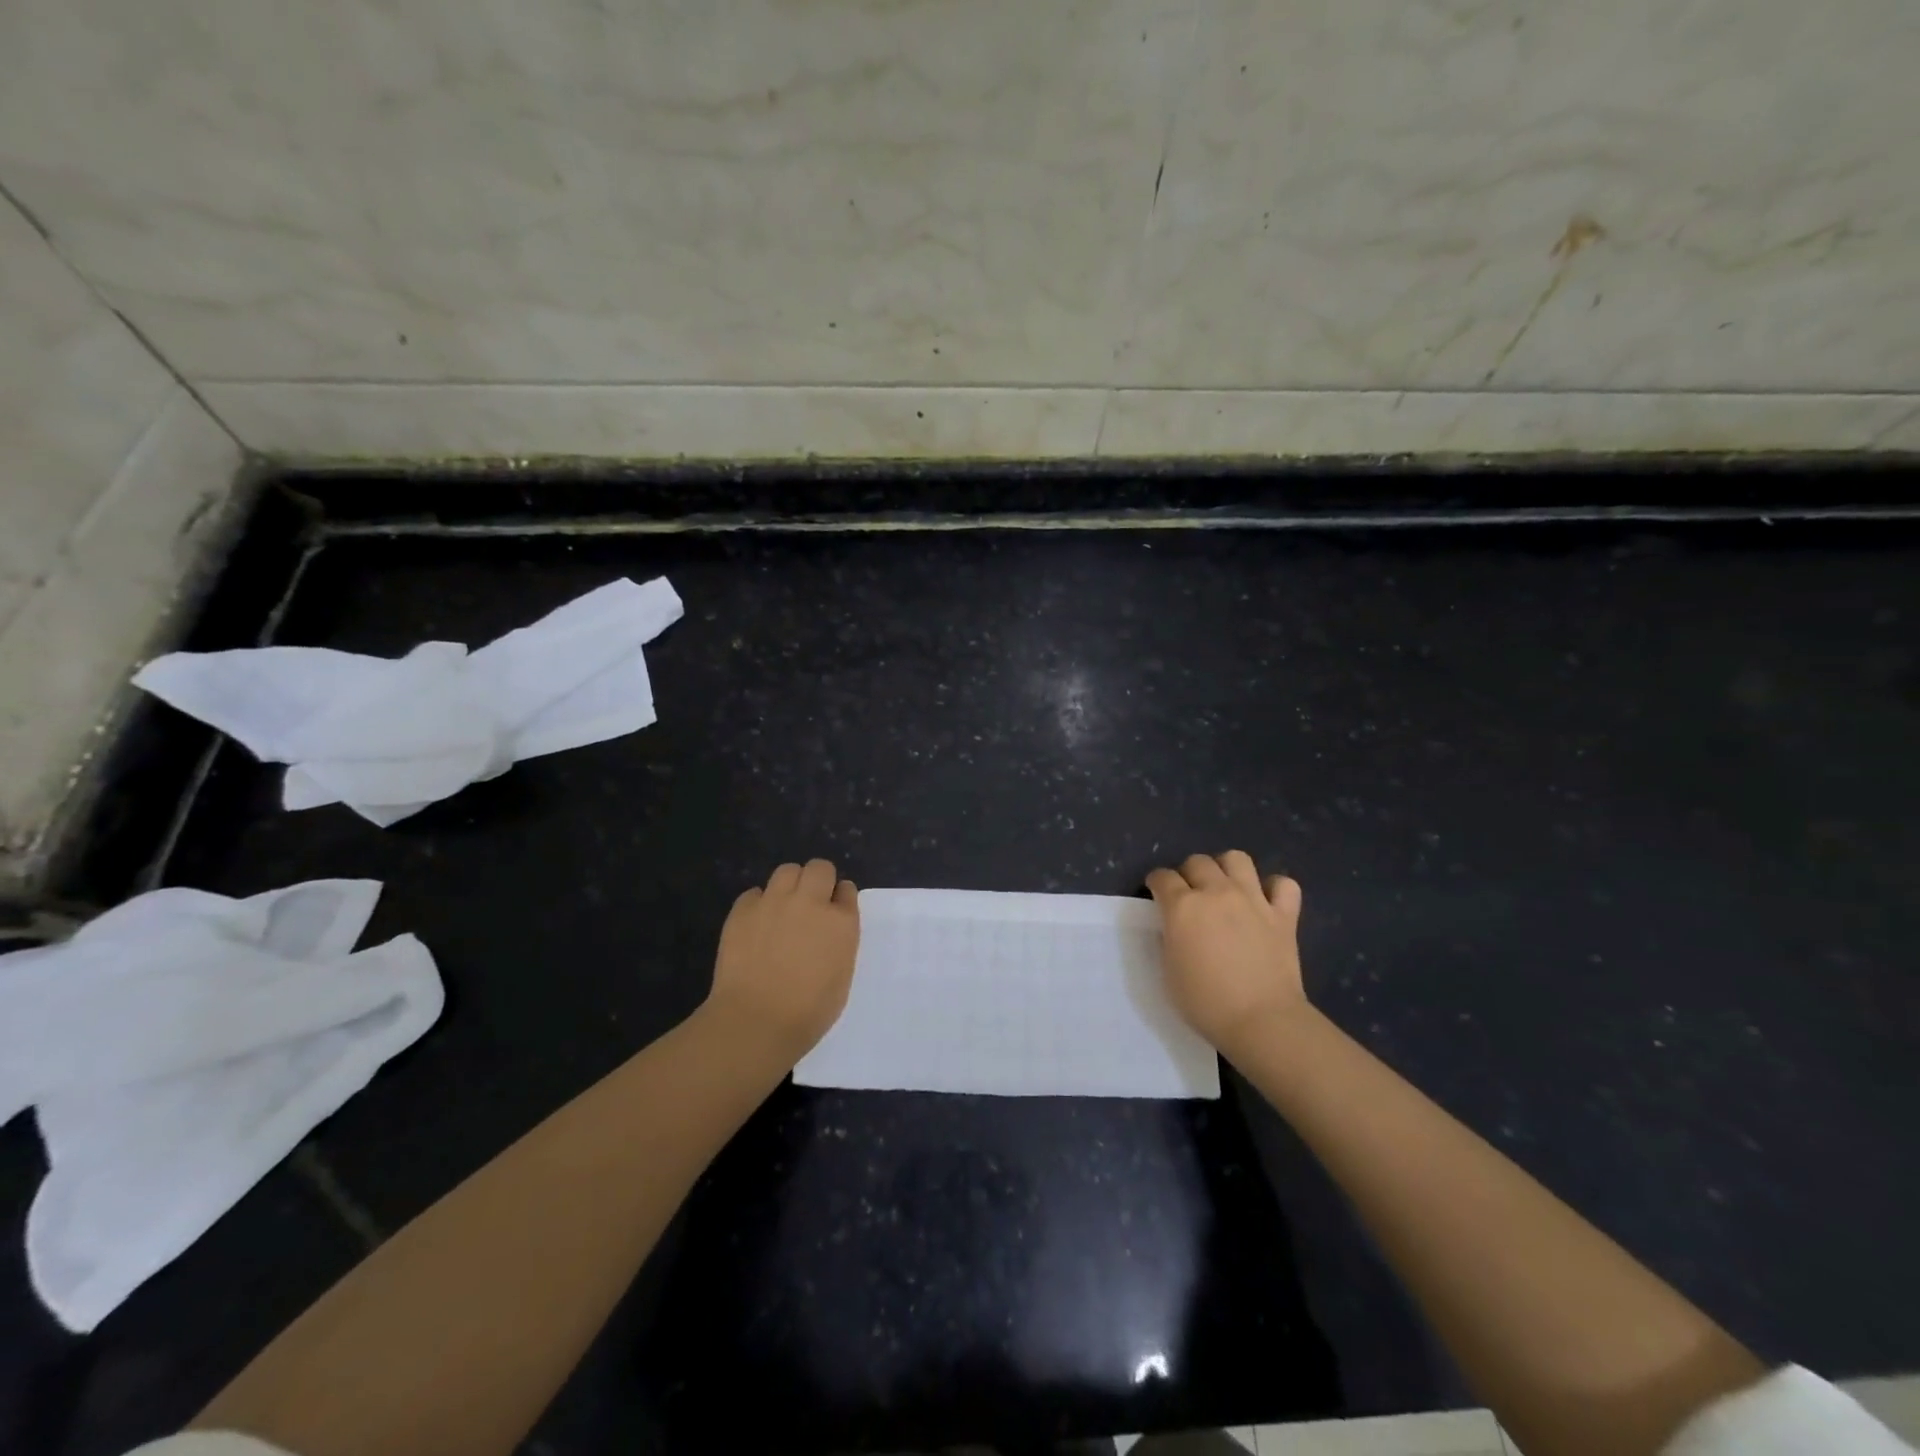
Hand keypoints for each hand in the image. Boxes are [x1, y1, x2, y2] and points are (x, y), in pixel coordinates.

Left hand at [705, 859, 859, 1062]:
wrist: (755, 1021)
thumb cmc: (808, 1012)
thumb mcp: (841, 977)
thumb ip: (839, 943)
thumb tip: (828, 931)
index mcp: (841, 922)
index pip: (847, 890)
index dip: (839, 899)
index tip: (834, 912)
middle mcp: (810, 902)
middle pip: (819, 867)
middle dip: (818, 880)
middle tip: (811, 904)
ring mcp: (774, 902)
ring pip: (787, 870)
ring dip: (790, 885)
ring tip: (782, 909)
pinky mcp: (743, 910)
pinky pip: (754, 893)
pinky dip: (758, 904)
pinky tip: (756, 926)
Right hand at [1146, 851, 1307, 1058]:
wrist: (1261, 1021)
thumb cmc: (1205, 1003)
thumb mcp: (1169, 970)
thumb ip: (1170, 937)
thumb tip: (1175, 925)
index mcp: (1183, 906)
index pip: (1162, 877)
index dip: (1156, 883)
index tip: (1157, 894)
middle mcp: (1217, 892)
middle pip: (1197, 861)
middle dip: (1188, 873)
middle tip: (1190, 895)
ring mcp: (1253, 900)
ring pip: (1237, 859)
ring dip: (1226, 868)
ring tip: (1225, 888)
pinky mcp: (1284, 915)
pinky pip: (1284, 884)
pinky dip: (1274, 888)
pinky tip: (1265, 901)